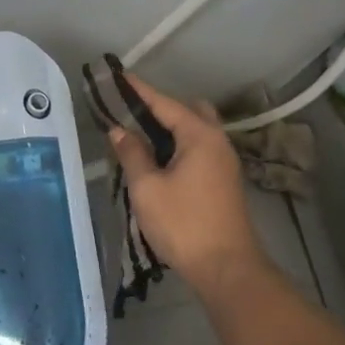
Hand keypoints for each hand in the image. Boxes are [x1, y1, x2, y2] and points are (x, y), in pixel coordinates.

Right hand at [106, 76, 270, 298]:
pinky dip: (179, 145)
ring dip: (170, 129)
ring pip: (196, 131)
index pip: (165, 103)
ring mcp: (224, 161)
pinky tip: (159, 161)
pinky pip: (199, 149)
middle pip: (188, 111)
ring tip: (139, 137)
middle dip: (160, 108)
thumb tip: (119, 130)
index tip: (118, 76)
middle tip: (130, 114)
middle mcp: (217, 141)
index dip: (139, 90)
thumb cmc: (183, 224)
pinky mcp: (224, 181)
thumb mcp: (147, 188)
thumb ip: (132, 154)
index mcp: (200, 135)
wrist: (226, 268)